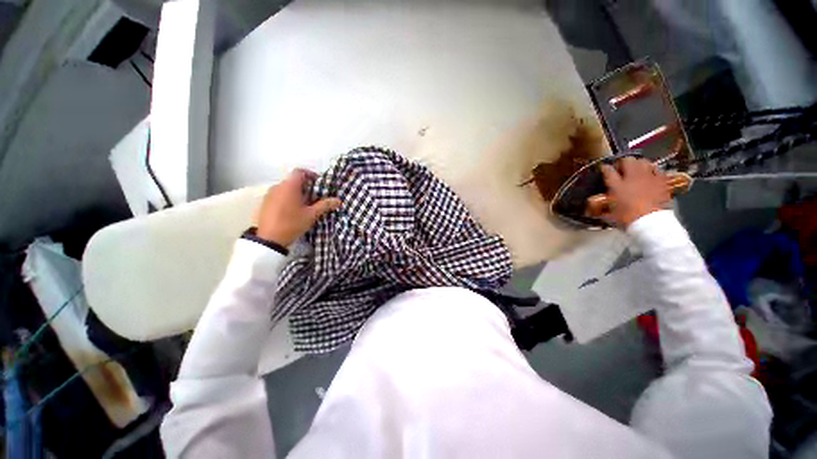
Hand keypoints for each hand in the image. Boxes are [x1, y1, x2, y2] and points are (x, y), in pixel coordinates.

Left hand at [255, 169, 341, 245]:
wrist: (269, 239)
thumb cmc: (292, 223)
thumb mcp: (311, 215)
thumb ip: (325, 205)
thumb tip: (338, 200)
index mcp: (289, 186)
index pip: (300, 172)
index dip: (311, 175)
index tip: (319, 184)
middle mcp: (278, 186)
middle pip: (293, 181)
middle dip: (305, 187)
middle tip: (315, 197)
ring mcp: (269, 195)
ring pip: (286, 188)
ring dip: (296, 193)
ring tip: (305, 206)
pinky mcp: (265, 203)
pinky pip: (279, 195)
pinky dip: (287, 199)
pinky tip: (292, 211)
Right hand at [600, 157, 670, 227]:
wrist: (651, 222)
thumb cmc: (627, 217)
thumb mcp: (609, 212)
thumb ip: (603, 205)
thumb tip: (593, 207)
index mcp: (617, 184)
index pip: (608, 171)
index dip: (605, 168)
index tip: (604, 169)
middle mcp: (632, 177)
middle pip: (628, 161)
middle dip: (624, 163)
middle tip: (621, 170)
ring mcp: (649, 177)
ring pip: (644, 162)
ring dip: (639, 164)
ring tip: (637, 170)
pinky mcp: (662, 181)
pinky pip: (657, 169)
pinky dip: (653, 170)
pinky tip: (651, 175)